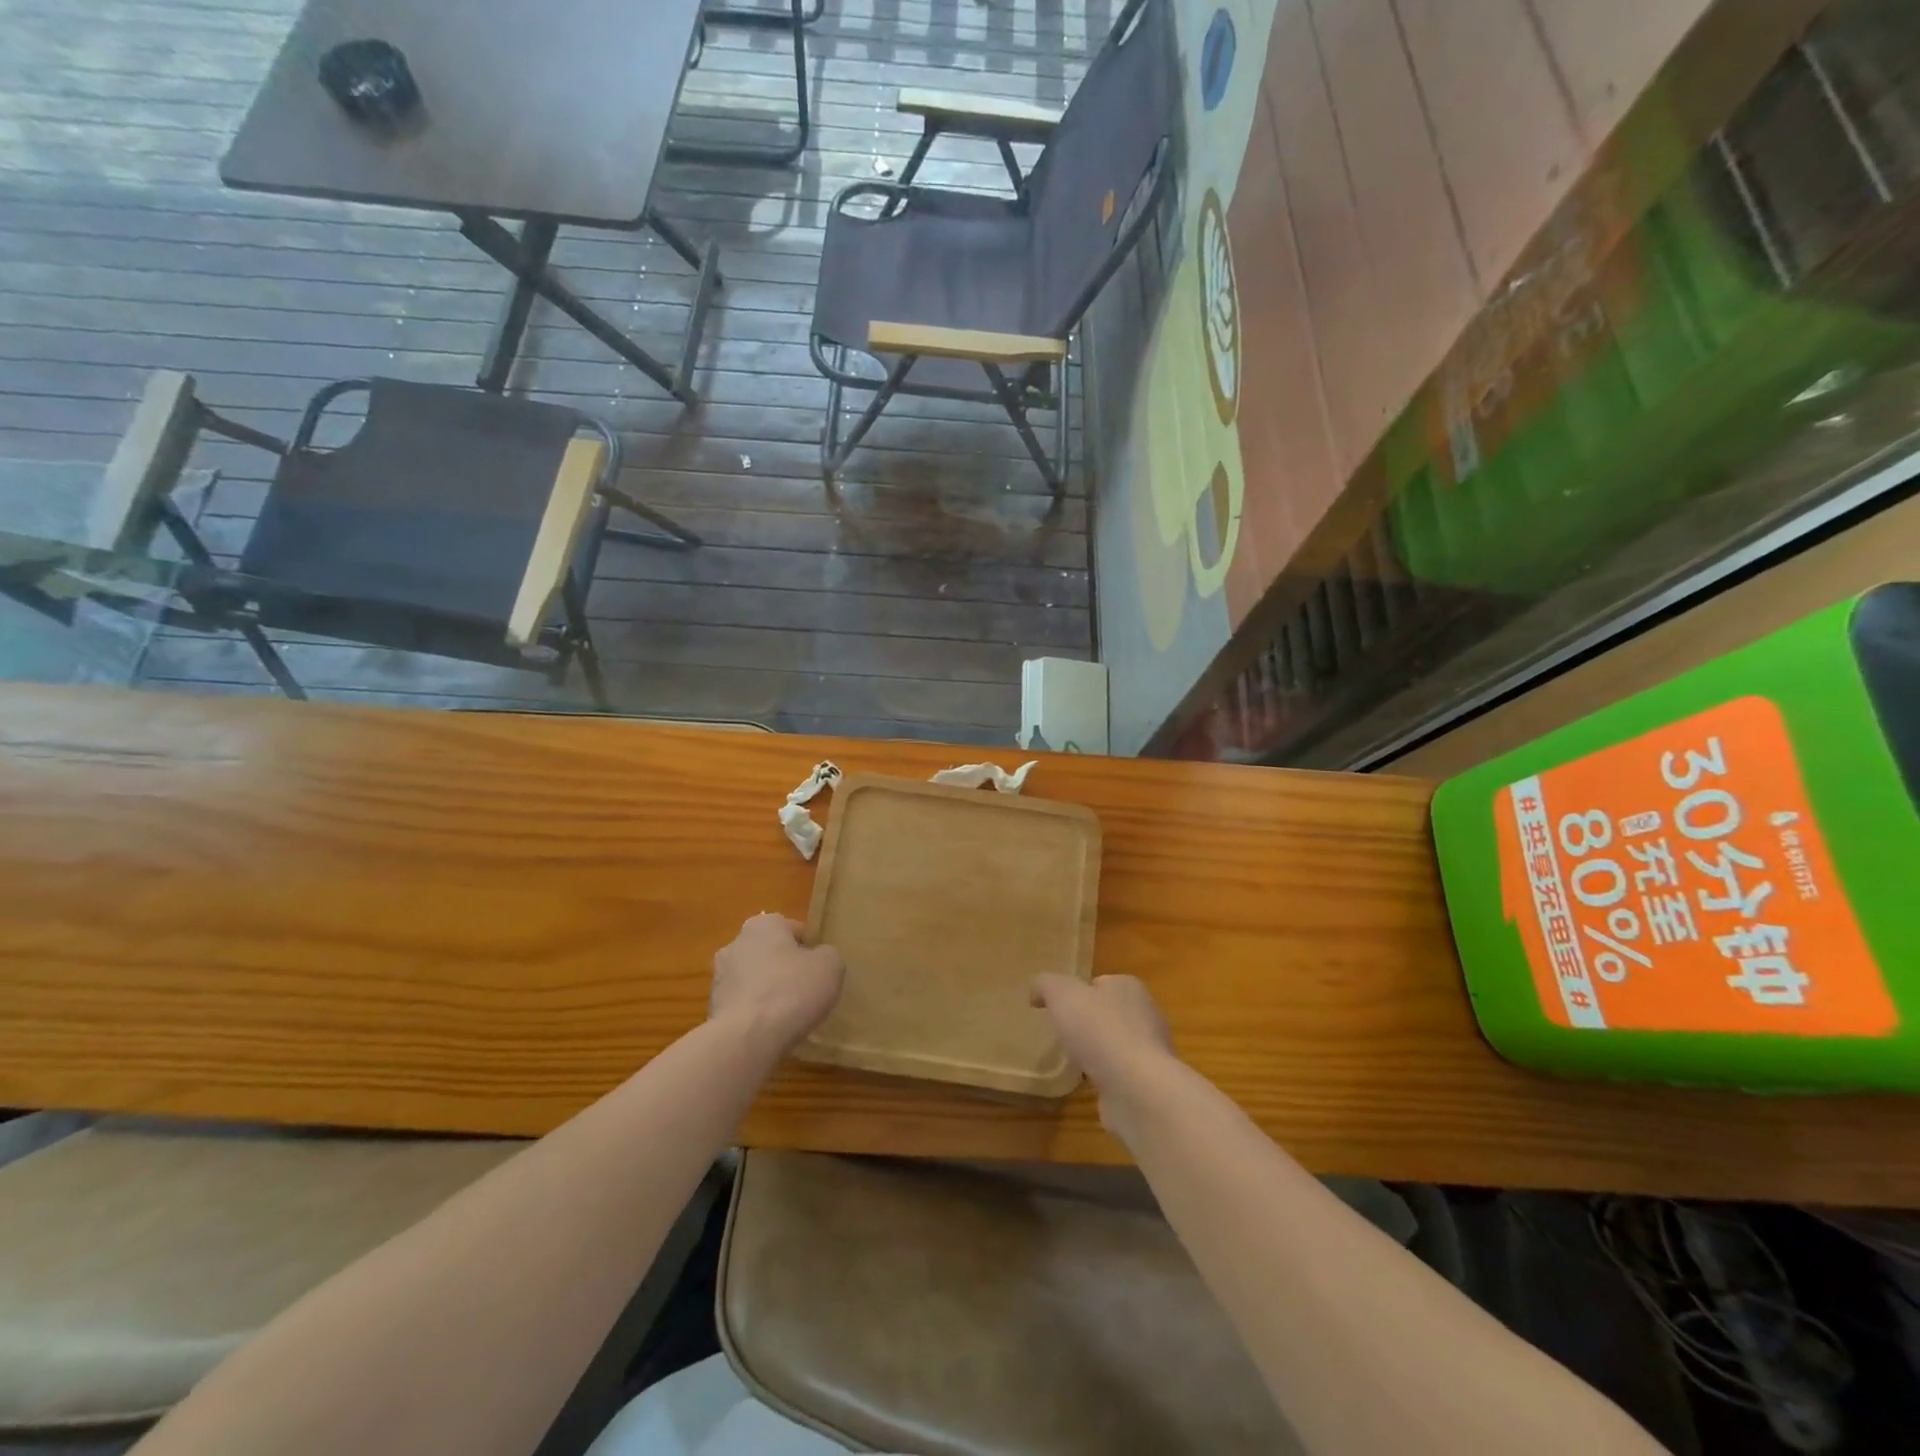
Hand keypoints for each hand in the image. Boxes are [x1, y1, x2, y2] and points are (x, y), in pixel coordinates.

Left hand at [711, 913, 843, 1058]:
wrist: (747, 1038)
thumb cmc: (792, 991)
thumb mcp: (830, 965)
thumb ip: (827, 954)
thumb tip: (818, 958)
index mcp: (763, 924)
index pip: (794, 930)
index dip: (811, 949)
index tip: (820, 970)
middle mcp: (735, 943)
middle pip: (770, 953)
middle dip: (785, 968)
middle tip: (806, 991)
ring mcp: (719, 977)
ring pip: (754, 980)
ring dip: (767, 992)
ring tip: (788, 1016)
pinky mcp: (712, 1008)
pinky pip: (742, 1005)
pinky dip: (755, 1014)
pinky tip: (770, 1030)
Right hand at [1031, 974, 1177, 1135]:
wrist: (1137, 1089)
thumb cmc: (1100, 1031)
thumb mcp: (1062, 995)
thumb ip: (1046, 985)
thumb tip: (1036, 992)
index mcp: (1128, 987)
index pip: (1100, 983)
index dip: (1079, 993)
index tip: (1059, 1008)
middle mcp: (1145, 1014)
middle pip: (1108, 1013)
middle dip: (1088, 1024)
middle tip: (1064, 1035)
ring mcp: (1149, 1051)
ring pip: (1115, 1045)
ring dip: (1097, 1053)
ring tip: (1074, 1062)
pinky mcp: (1148, 1083)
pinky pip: (1120, 1074)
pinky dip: (1106, 1079)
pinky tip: (1090, 1086)